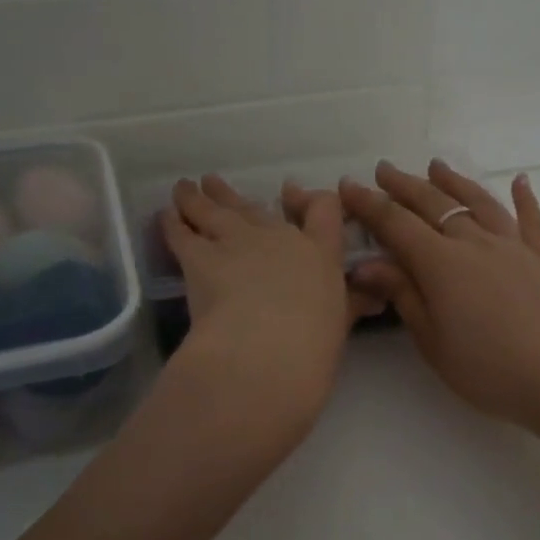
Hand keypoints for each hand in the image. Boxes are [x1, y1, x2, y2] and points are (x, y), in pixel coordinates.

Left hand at [160, 176, 377, 439]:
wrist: (263, 354)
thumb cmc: (312, 348)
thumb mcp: (339, 326)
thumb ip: (351, 306)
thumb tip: (373, 297)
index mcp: (319, 253)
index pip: (324, 209)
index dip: (310, 199)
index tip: (295, 194)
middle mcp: (279, 237)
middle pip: (257, 207)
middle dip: (236, 196)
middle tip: (218, 184)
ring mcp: (237, 242)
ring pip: (215, 210)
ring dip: (199, 198)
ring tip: (186, 187)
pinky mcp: (199, 258)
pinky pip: (182, 233)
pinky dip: (173, 223)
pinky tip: (165, 215)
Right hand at [339, 161, 539, 435]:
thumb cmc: (488, 369)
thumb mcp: (432, 341)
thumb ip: (403, 295)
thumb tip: (364, 265)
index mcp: (442, 263)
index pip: (396, 224)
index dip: (369, 204)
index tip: (348, 186)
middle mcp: (476, 242)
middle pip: (434, 204)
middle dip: (404, 185)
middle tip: (383, 170)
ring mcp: (513, 247)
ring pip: (478, 203)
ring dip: (454, 182)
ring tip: (436, 166)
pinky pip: (531, 220)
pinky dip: (525, 198)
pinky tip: (521, 181)